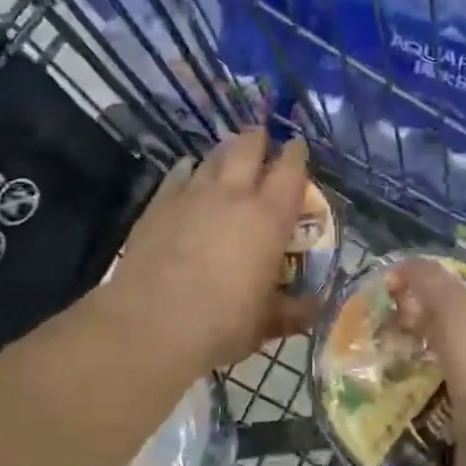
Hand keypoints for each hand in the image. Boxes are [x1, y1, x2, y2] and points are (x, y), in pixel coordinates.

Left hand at [109, 130, 319, 373]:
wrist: (150, 325)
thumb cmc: (221, 324)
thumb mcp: (266, 323)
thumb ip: (294, 310)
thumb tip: (316, 307)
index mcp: (269, 217)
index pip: (290, 169)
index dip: (296, 154)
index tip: (298, 147)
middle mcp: (233, 195)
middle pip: (248, 147)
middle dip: (258, 139)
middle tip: (263, 141)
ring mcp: (191, 195)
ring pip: (213, 157)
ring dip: (225, 152)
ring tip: (229, 156)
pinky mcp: (158, 205)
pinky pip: (178, 175)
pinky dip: (189, 170)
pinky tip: (188, 172)